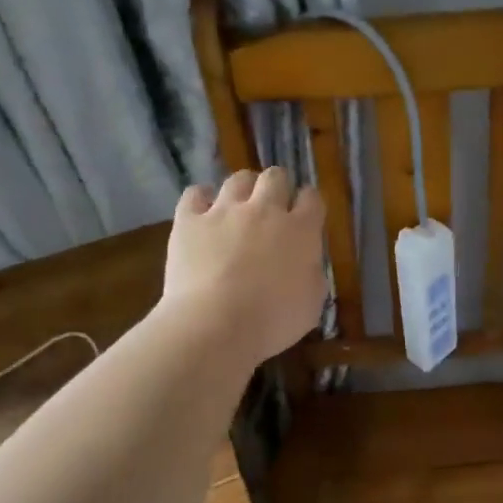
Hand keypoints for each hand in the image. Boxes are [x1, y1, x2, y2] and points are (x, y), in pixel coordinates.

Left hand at [162, 167, 326, 366]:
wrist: (215, 325)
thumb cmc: (272, 321)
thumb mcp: (311, 304)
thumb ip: (313, 274)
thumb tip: (305, 263)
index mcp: (301, 231)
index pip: (312, 198)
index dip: (309, 204)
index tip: (305, 217)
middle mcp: (265, 210)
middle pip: (276, 177)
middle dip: (277, 188)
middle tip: (272, 209)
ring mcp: (224, 211)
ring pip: (238, 179)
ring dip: (243, 189)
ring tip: (238, 207)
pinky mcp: (189, 220)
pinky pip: (195, 194)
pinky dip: (201, 199)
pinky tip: (202, 211)